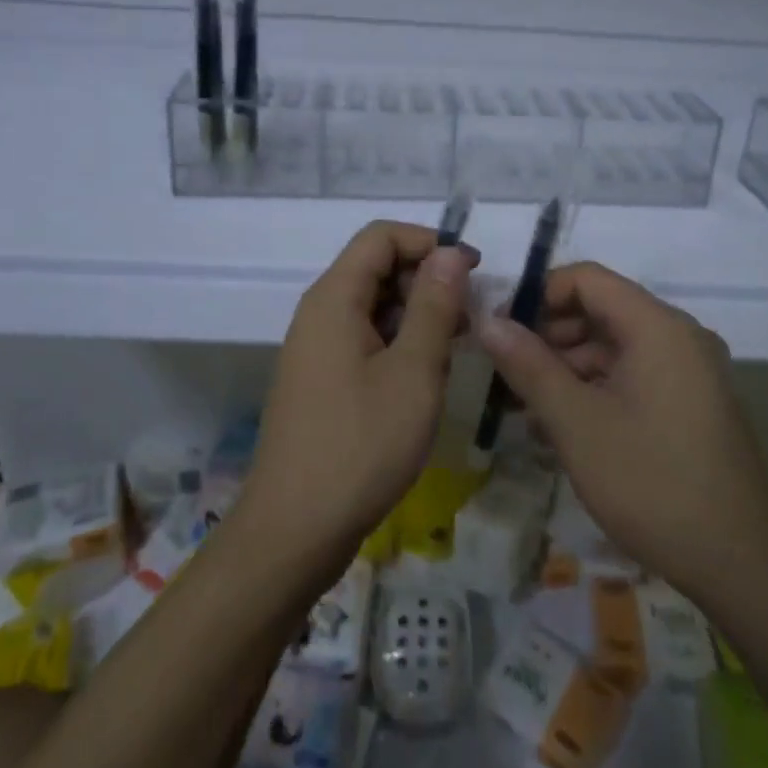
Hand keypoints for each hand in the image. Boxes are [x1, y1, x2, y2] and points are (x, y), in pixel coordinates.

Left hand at [244, 221, 476, 559]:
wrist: (295, 530)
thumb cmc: (361, 445)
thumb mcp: (414, 371)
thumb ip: (434, 306)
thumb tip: (449, 253)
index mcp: (334, 299)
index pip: (381, 237)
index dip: (429, 242)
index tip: (472, 272)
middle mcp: (319, 313)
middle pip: (376, 268)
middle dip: (427, 280)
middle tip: (470, 318)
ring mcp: (317, 349)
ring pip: (373, 306)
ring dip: (417, 314)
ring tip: (455, 349)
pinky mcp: (322, 380)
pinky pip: (364, 339)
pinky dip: (399, 343)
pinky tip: (426, 376)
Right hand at [476, 262, 767, 604]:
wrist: (739, 563)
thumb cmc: (651, 481)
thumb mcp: (576, 422)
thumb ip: (528, 366)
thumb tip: (488, 321)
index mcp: (657, 326)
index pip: (586, 279)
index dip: (538, 295)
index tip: (500, 330)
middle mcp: (677, 337)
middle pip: (599, 311)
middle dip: (547, 337)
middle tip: (504, 375)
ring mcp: (688, 372)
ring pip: (613, 348)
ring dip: (565, 369)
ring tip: (524, 409)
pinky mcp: (690, 404)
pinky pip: (632, 377)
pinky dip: (593, 391)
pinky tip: (559, 428)